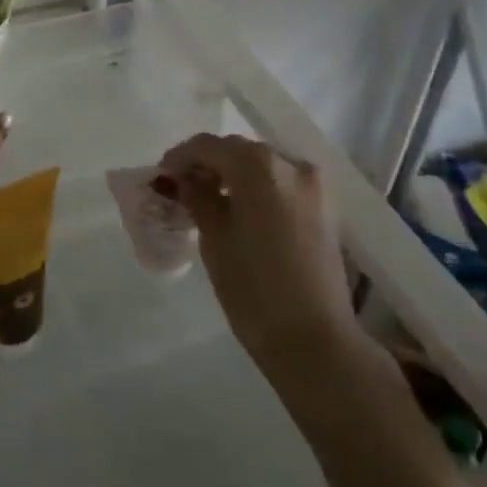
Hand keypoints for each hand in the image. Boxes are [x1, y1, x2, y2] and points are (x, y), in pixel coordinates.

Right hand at [159, 134, 363, 382]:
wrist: (314, 340)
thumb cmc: (253, 288)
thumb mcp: (214, 238)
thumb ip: (197, 197)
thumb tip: (184, 178)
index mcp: (260, 166)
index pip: (209, 146)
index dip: (180, 157)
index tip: (161, 176)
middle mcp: (291, 164)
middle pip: (239, 151)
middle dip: (208, 164)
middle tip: (181, 188)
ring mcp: (314, 186)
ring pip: (262, 166)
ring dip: (234, 176)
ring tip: (209, 201)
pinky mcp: (325, 208)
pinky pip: (282, 184)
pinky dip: (258, 189)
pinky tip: (239, 211)